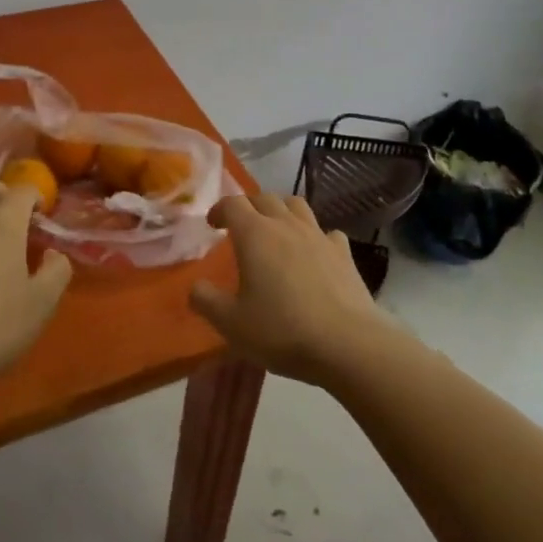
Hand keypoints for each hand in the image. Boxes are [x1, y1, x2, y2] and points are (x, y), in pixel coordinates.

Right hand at [188, 193, 388, 383]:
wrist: (347, 344)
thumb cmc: (281, 331)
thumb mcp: (231, 323)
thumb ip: (206, 301)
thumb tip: (195, 288)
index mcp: (255, 234)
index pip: (233, 203)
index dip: (220, 209)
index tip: (213, 224)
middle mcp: (287, 225)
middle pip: (265, 197)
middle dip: (249, 206)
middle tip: (241, 226)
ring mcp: (319, 236)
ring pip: (297, 206)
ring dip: (282, 210)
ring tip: (276, 230)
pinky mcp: (344, 253)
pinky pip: (327, 232)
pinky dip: (315, 236)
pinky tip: (314, 254)